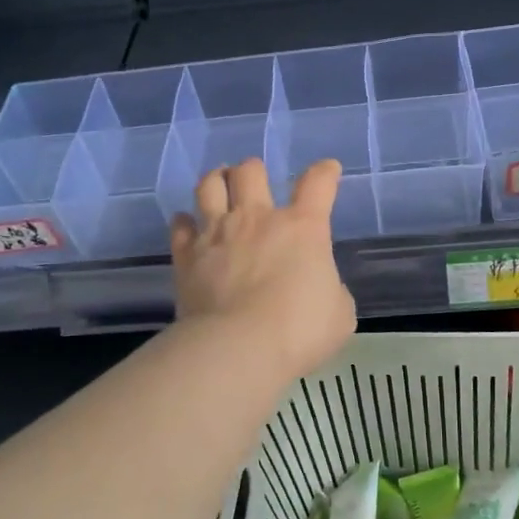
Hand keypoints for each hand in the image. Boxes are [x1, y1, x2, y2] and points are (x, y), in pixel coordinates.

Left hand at [171, 158, 357, 381]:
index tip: (328, 170)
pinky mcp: (186, 255)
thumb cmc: (298, 330)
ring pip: (209, 186)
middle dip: (254, 171)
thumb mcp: (338, 314)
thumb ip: (331, 291)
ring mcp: (217, 233)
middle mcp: (257, 219)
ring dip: (216, 180)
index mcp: (302, 227)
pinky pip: (180, 226)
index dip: (325, 172)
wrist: (238, 348)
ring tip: (219, 182)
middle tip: (255, 180)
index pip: (318, 184)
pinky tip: (187, 225)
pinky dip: (184, 222)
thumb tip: (320, 288)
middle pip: (251, 172)